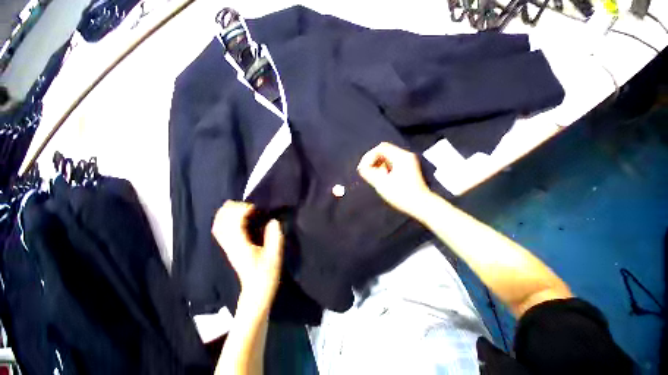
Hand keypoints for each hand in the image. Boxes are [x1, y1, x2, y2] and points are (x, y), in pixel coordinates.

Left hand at [212, 201, 283, 304]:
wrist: (256, 291)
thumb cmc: (266, 274)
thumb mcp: (274, 256)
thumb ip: (274, 237)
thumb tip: (273, 220)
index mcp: (240, 246)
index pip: (233, 223)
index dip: (242, 211)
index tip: (256, 207)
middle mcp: (230, 244)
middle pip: (221, 221)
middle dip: (233, 209)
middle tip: (249, 206)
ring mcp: (228, 246)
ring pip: (219, 225)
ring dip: (227, 213)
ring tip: (241, 207)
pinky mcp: (229, 248)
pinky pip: (221, 230)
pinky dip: (225, 220)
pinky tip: (236, 217)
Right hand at [357, 142, 432, 217]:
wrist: (421, 205)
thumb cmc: (401, 194)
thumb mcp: (381, 183)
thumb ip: (369, 173)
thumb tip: (362, 168)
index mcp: (400, 157)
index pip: (380, 148)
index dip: (369, 157)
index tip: (363, 168)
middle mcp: (405, 156)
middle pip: (384, 150)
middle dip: (372, 160)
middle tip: (366, 171)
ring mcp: (408, 162)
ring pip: (387, 157)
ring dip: (378, 164)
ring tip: (373, 176)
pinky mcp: (408, 168)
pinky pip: (392, 163)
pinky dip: (384, 168)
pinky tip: (381, 177)